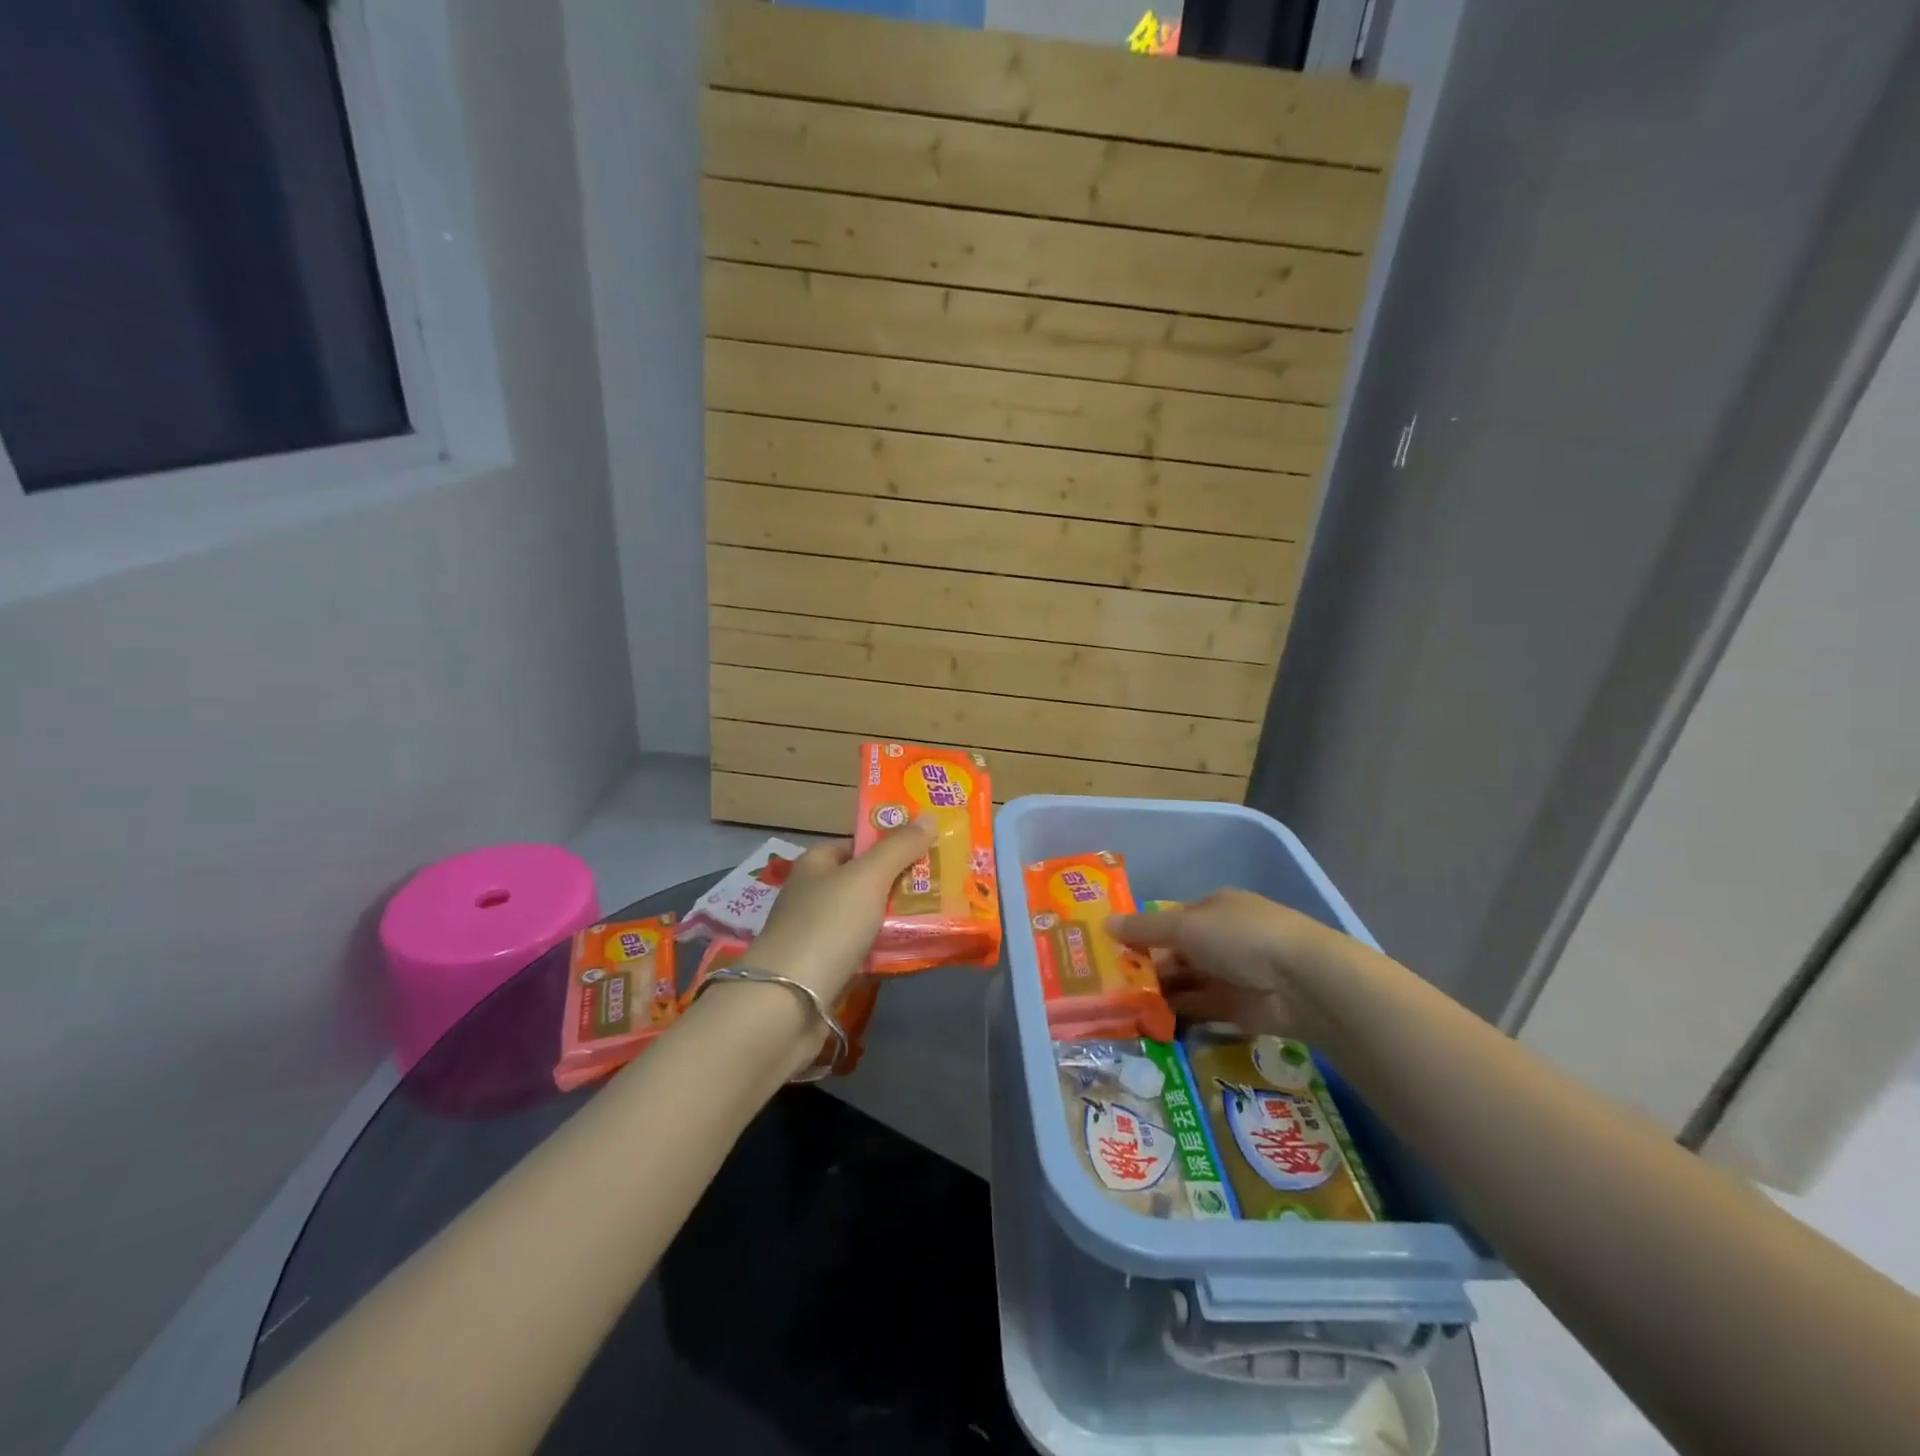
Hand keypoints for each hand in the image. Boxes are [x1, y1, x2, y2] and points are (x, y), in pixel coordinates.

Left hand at [746, 818, 937, 1007]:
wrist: (787, 1004)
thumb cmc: (826, 926)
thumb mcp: (867, 877)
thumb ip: (898, 847)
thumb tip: (928, 816)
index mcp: (816, 864)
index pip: (857, 844)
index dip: (891, 843)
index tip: (930, 847)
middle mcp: (815, 896)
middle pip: (865, 882)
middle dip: (903, 883)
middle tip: (947, 883)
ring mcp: (820, 936)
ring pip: (869, 920)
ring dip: (900, 920)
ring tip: (944, 916)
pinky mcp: (827, 972)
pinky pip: (866, 954)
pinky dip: (889, 953)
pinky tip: (918, 952)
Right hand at [1107, 889, 1356, 1043]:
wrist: (1302, 982)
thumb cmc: (1239, 937)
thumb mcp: (1185, 926)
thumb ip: (1144, 929)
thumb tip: (1105, 925)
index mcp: (1212, 908)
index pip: (1170, 919)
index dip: (1142, 932)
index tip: (1111, 950)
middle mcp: (1221, 939)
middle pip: (1176, 952)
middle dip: (1146, 965)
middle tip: (1109, 983)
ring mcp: (1231, 974)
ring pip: (1185, 981)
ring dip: (1159, 991)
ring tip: (1121, 1005)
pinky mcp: (1238, 1009)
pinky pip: (1199, 1009)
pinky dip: (1177, 1014)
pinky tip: (1149, 1020)